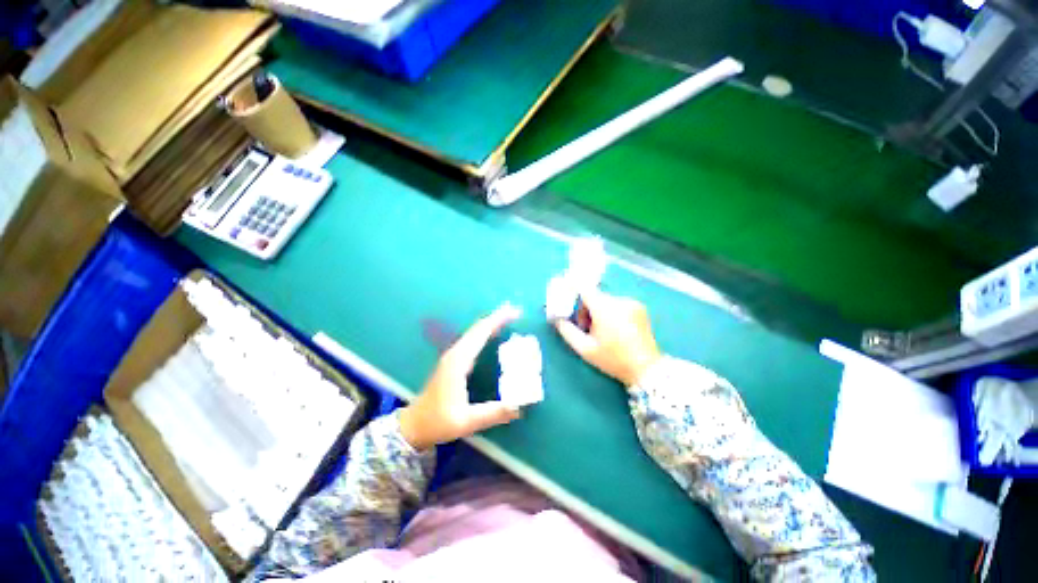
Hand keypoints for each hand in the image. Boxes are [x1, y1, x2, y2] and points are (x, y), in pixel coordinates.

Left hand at [400, 304, 522, 449]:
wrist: (414, 426)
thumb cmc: (437, 422)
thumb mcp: (466, 421)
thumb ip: (493, 414)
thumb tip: (520, 407)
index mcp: (458, 362)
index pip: (480, 333)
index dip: (498, 320)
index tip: (515, 313)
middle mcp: (455, 353)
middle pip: (478, 328)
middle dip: (498, 317)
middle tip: (517, 312)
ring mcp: (453, 356)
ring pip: (475, 332)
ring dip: (492, 323)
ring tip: (509, 318)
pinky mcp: (453, 361)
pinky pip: (472, 340)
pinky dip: (485, 332)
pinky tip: (494, 334)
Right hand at [555, 290, 661, 386]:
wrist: (647, 369)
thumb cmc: (613, 360)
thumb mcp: (585, 349)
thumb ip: (567, 331)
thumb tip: (557, 319)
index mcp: (605, 308)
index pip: (584, 287)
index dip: (573, 289)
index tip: (566, 295)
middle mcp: (619, 300)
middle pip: (594, 295)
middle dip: (585, 307)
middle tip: (583, 326)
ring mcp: (632, 302)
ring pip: (606, 300)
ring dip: (597, 310)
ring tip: (599, 330)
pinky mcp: (639, 308)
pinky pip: (617, 304)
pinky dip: (610, 311)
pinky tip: (613, 329)